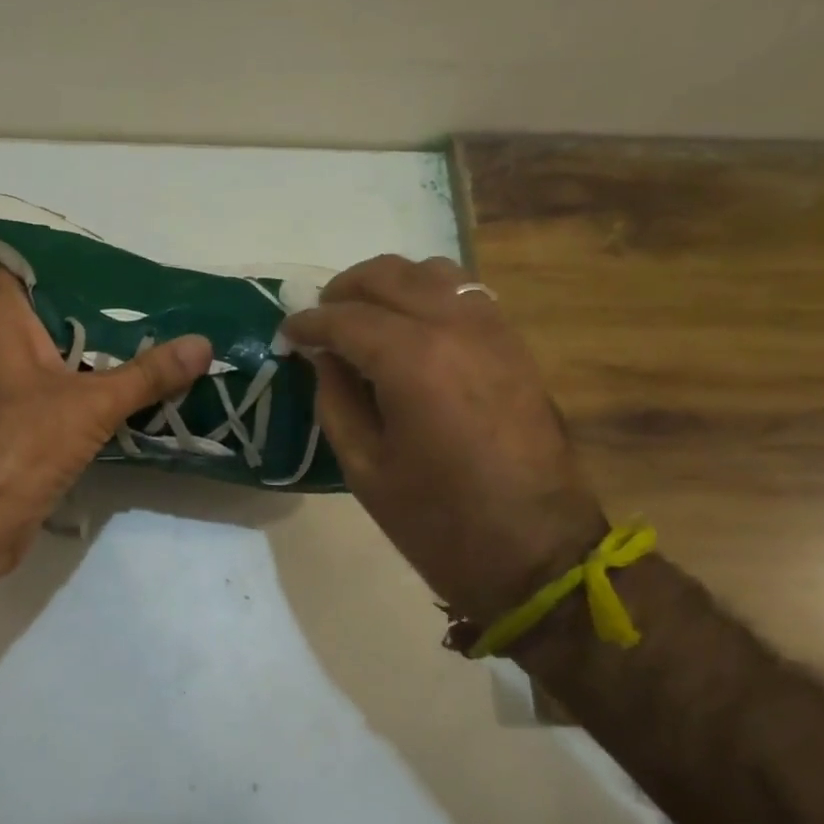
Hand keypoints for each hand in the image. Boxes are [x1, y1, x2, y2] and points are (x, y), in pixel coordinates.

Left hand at [0, 266, 212, 576]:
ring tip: (148, 334)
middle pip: (47, 313)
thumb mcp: (92, 404)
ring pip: (52, 355)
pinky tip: (124, 386)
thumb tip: (204, 343)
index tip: (109, 257)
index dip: (61, 258)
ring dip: (92, 351)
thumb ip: (147, 374)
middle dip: (93, 307)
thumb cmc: (19, 443)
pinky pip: (53, 391)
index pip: (22, 267)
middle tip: (148, 297)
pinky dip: (83, 387)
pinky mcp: (11, 424)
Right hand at [283, 255, 606, 624]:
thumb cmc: (438, 521)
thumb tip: (324, 357)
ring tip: (364, 316)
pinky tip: (410, 326)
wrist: (537, 551)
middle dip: (343, 290)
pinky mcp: (514, 344)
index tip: (286, 333)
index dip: (308, 323)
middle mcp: (453, 327)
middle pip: (387, 276)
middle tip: (319, 320)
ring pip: (430, 272)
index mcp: (411, 361)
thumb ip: (335, 400)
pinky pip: (464, 293)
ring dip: (388, 284)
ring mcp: (491, 329)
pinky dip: (427, 294)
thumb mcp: (365, 468)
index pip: (345, 318)